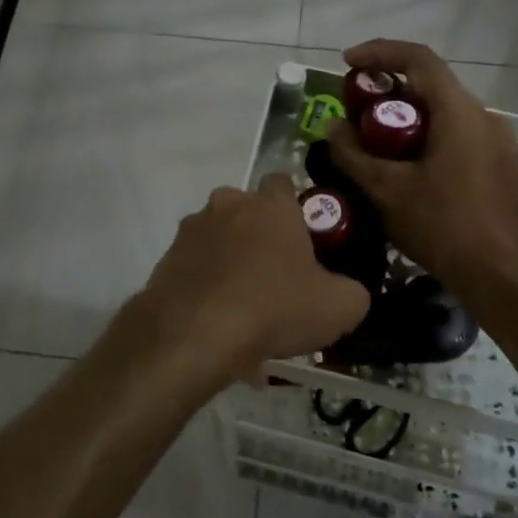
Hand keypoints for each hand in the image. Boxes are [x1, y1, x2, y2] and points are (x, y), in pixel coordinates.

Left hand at [129, 173, 370, 391]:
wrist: (194, 335)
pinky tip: (216, 325)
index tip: (302, 237)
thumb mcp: (339, 307)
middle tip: (274, 275)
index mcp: (270, 206)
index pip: (282, 182)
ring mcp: (191, 231)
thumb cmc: (274, 308)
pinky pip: (194, 269)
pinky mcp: (165, 261)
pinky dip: (205, 288)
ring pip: (217, 239)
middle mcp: (227, 206)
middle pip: (246, 210)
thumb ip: (352, 291)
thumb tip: (348, 290)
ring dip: (229, 262)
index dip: (293, 206)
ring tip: (242, 309)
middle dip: (258, 235)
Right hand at [327, 40, 517, 292]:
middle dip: (389, 92)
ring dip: (410, 118)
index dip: (378, 52)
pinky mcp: (503, 164)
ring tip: (378, 144)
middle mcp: (484, 116)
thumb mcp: (385, 190)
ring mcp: (499, 141)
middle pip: (431, 86)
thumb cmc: (440, 225)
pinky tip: (411, 169)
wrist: (498, 274)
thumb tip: (334, 127)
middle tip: (356, 112)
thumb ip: (352, 153)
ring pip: (446, 113)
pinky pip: (461, 136)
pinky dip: (431, 138)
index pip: (417, 58)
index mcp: (459, 111)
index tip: (347, 63)